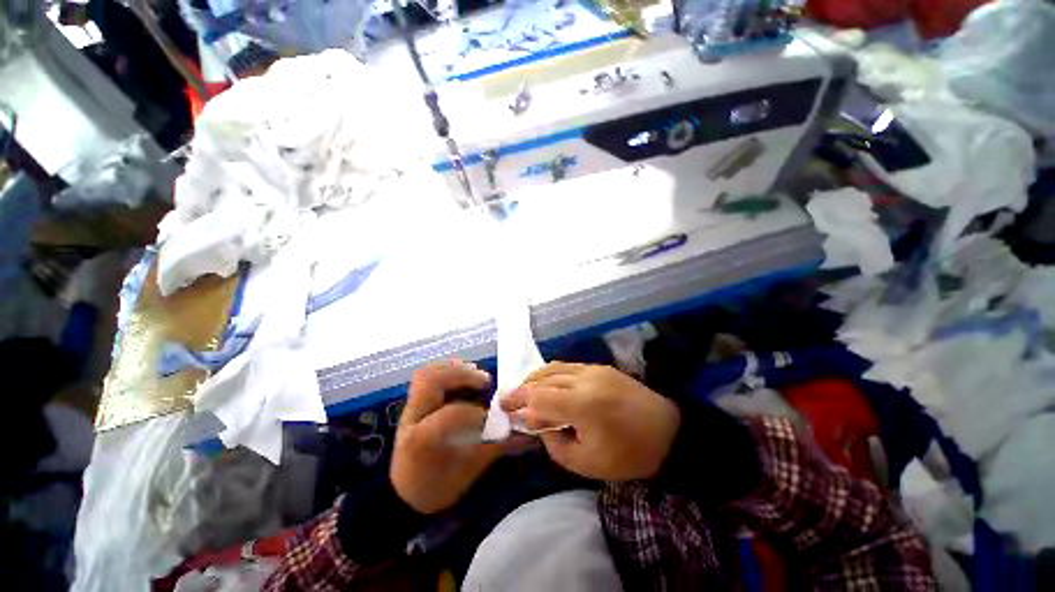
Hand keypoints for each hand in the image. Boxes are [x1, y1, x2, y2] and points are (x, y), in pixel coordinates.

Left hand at [391, 360, 506, 513]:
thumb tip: (526, 436)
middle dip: (462, 375)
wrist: (403, 493)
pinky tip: (463, 372)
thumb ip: (495, 449)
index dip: (475, 413)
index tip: (491, 419)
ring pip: (427, 373)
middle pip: (432, 382)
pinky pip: (427, 375)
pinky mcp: (415, 402)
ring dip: (454, 367)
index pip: (450, 415)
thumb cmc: (436, 486)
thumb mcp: (466, 472)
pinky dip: (446, 368)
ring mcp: (411, 407)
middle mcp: (412, 418)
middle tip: (486, 381)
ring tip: (475, 372)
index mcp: (422, 440)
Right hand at [501, 362, 680, 480]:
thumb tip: (538, 425)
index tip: (507, 414)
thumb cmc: (629, 455)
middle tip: (506, 399)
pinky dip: (551, 373)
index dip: (521, 407)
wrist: (668, 432)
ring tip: (521, 389)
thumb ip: (555, 444)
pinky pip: (568, 366)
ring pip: (554, 367)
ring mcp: (593, 369)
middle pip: (543, 379)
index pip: (540, 399)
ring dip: (534, 378)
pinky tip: (545, 383)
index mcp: (583, 405)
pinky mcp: (600, 367)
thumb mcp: (587, 464)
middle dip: (521, 389)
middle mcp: (585, 379)